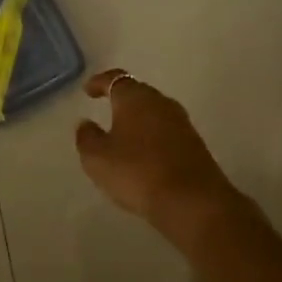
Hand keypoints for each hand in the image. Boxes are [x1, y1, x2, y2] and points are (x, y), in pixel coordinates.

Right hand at [75, 69, 241, 251]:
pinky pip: (167, 132)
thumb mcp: (97, 158)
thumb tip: (86, 123)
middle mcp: (161, 102)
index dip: (99, 82)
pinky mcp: (195, 144)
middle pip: (138, 93)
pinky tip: (145, 155)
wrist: (193, 202)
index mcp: (135, 98)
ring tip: (123, 135)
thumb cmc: (137, 172)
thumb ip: (87, 137)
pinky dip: (153, 137)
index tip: (88, 90)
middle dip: (121, 100)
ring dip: (139, 120)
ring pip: (154, 113)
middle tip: (106, 110)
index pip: (115, 78)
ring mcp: (182, 123)